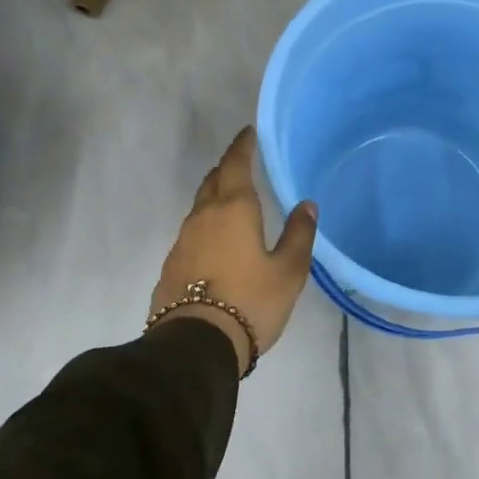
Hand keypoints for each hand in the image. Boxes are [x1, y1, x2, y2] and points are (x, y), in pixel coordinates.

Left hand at [149, 127, 318, 376]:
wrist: (196, 345)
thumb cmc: (250, 302)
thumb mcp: (288, 271)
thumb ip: (299, 235)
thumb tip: (306, 205)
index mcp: (233, 209)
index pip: (235, 165)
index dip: (242, 146)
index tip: (249, 133)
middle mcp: (203, 217)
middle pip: (213, 181)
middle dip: (227, 168)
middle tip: (242, 163)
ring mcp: (183, 241)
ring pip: (200, 207)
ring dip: (215, 196)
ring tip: (232, 200)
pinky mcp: (172, 265)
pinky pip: (192, 232)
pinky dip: (207, 225)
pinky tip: (216, 241)